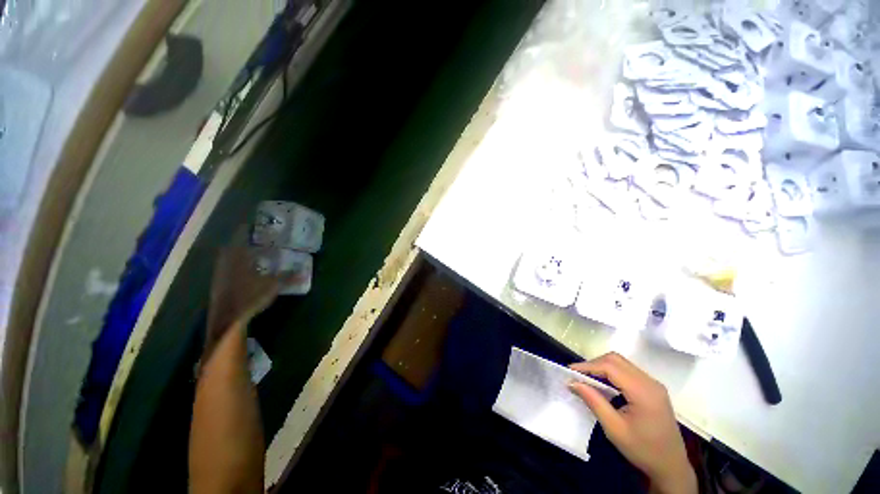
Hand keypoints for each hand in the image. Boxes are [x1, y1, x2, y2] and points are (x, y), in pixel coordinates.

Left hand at [205, 229, 286, 356]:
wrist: (227, 319)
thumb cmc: (250, 297)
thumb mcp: (273, 286)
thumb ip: (288, 277)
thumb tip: (305, 271)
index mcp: (239, 257)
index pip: (240, 236)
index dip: (246, 228)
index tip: (254, 224)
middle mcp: (226, 261)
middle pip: (231, 245)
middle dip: (241, 239)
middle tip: (254, 237)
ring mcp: (220, 273)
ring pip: (227, 256)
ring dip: (236, 252)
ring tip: (249, 251)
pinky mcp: (218, 283)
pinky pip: (225, 267)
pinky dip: (233, 263)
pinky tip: (242, 269)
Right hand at [569, 353, 695, 493]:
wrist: (671, 467)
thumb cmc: (643, 450)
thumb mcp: (614, 429)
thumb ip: (594, 402)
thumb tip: (572, 382)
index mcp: (643, 392)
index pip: (610, 367)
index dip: (588, 366)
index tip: (570, 372)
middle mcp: (650, 382)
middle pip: (616, 359)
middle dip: (593, 363)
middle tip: (578, 375)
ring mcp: (653, 384)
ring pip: (621, 362)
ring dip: (602, 366)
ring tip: (587, 379)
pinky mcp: (652, 388)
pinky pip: (628, 370)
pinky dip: (611, 372)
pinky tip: (604, 384)